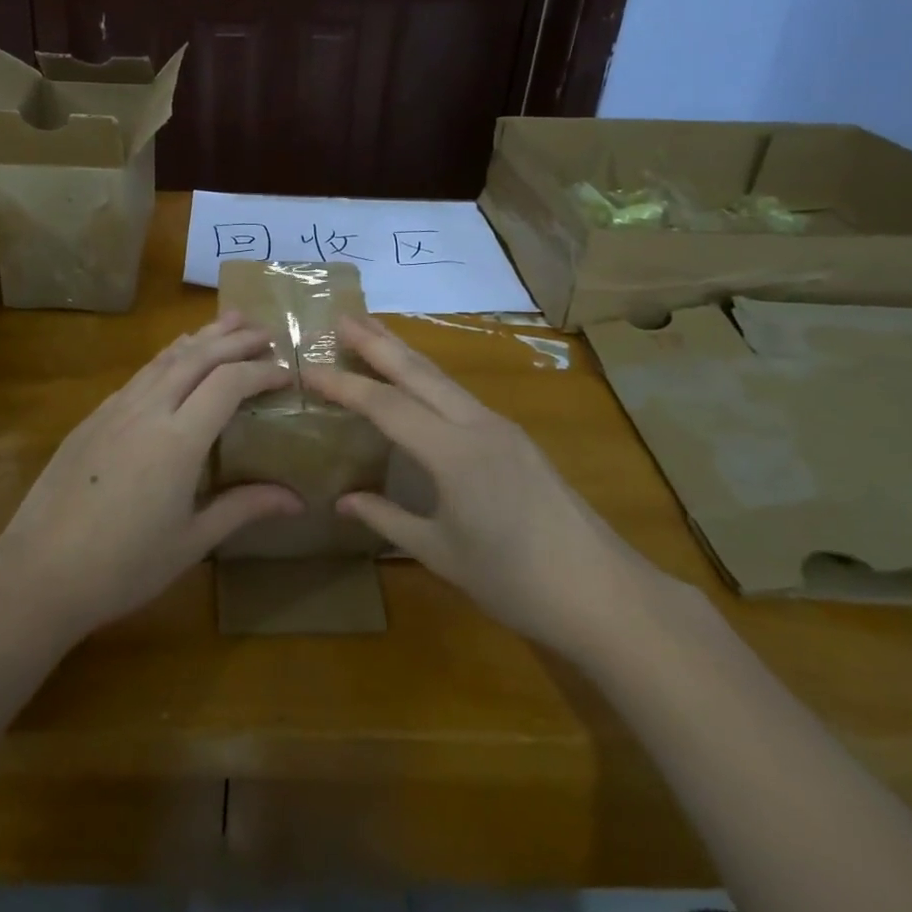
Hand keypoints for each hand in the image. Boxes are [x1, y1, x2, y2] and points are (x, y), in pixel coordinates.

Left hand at [0, 314, 302, 640]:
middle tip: (265, 332)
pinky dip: (167, 357)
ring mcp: (115, 409)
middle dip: (235, 339)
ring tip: (227, 322)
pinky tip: (174, 359)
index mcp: (179, 440)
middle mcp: (148, 410)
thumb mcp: (191, 541)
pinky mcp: (93, 417)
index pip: (229, 383)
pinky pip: (139, 374)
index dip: (261, 372)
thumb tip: (297, 500)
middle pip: (198, 357)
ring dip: (200, 337)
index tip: (287, 373)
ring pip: (165, 358)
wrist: (40, 572)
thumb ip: (243, 508)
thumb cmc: (123, 566)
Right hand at [304, 316, 668, 661]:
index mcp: (453, 452)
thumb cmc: (515, 580)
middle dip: (378, 343)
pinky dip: (428, 379)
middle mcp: (477, 426)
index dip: (344, 385)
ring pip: (443, 379)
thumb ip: (388, 520)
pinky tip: (419, 383)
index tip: (308, 368)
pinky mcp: (515, 440)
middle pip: (418, 373)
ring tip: (374, 333)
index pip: (386, 406)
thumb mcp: (441, 553)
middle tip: (343, 317)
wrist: (603, 594)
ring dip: (405, 354)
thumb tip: (343, 500)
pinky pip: (460, 397)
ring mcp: (501, 429)